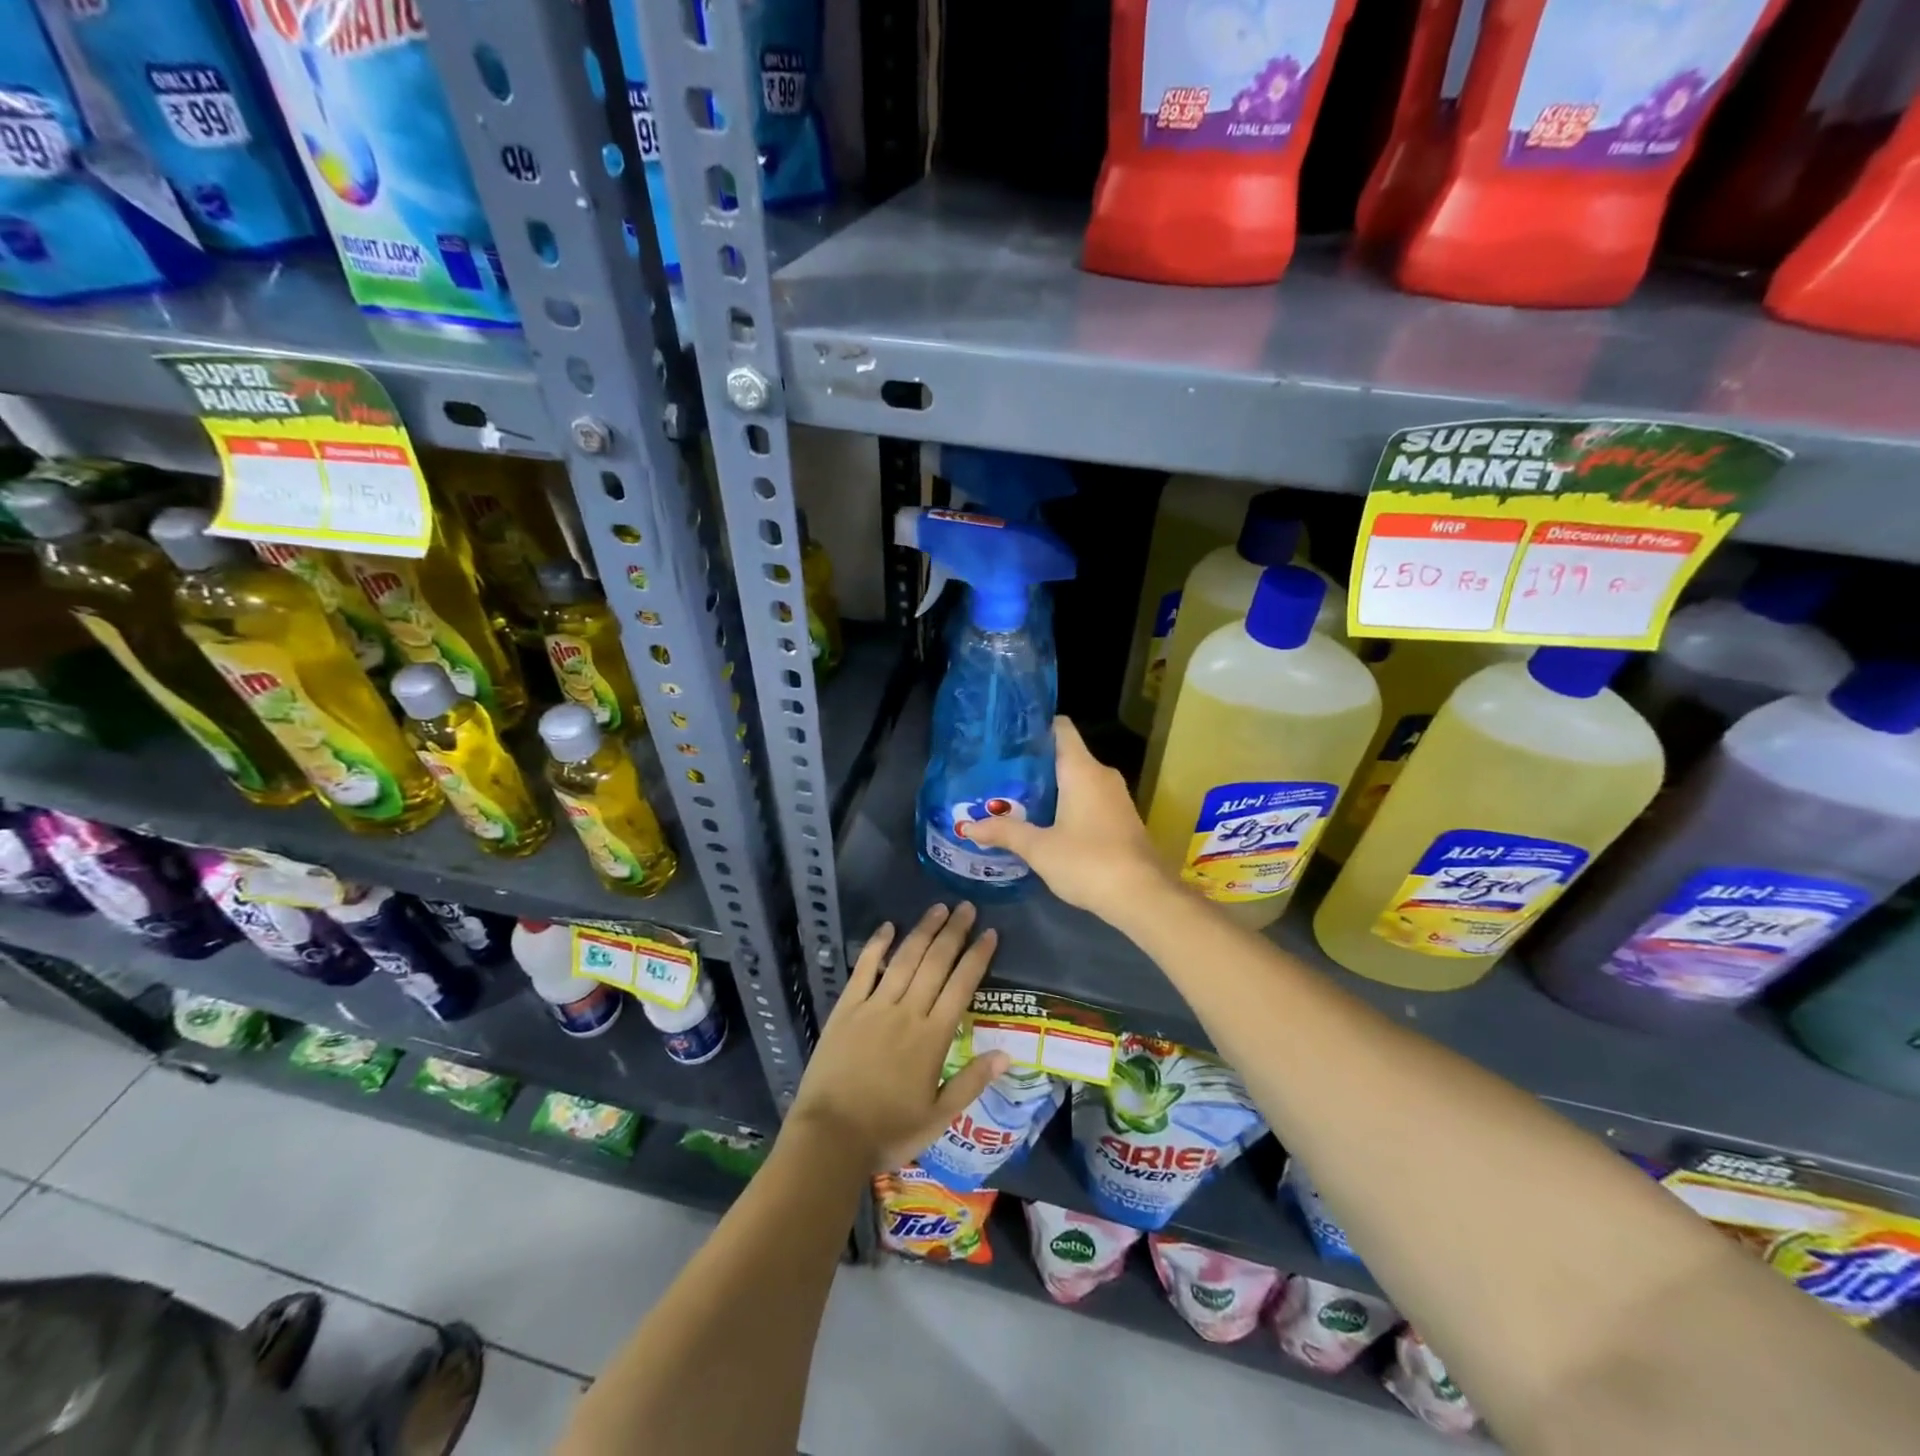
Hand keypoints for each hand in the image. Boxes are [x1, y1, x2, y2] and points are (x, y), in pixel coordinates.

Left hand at [788, 903, 1009, 1170]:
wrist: (830, 1137)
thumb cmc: (888, 1131)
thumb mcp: (938, 1117)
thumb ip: (972, 1082)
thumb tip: (1007, 1053)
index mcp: (933, 1038)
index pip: (961, 986)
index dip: (977, 957)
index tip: (990, 933)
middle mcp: (907, 1013)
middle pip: (935, 963)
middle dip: (954, 933)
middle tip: (967, 906)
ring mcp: (874, 1006)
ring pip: (904, 959)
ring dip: (923, 931)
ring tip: (938, 908)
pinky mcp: (847, 1008)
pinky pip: (864, 969)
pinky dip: (876, 946)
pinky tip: (887, 927)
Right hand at [966, 717, 1174, 924]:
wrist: (1142, 896)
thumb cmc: (1088, 862)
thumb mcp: (1039, 848)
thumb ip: (1005, 832)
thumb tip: (968, 827)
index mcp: (1082, 770)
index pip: (1060, 728)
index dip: (1035, 727)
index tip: (1007, 737)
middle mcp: (1102, 775)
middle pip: (1065, 755)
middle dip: (1034, 763)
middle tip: (999, 773)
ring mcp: (1115, 797)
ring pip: (1077, 779)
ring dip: (1050, 787)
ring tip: (1014, 796)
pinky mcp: (1121, 819)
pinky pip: (1088, 799)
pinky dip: (1066, 803)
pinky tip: (1044, 822)